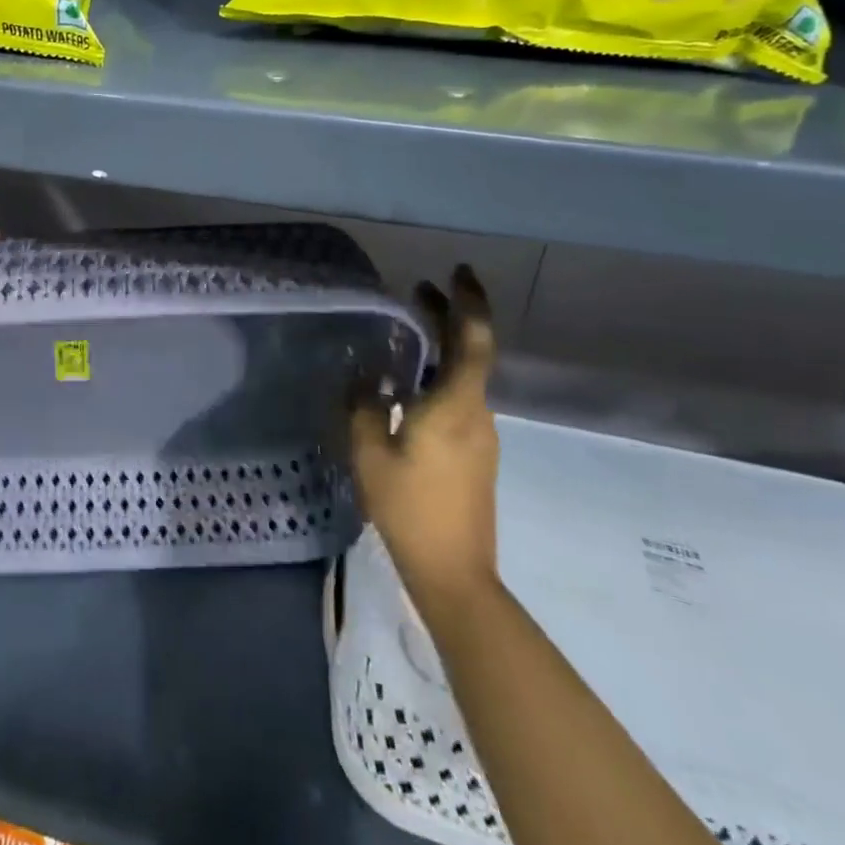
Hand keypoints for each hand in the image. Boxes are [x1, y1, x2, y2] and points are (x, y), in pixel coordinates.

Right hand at [350, 264, 499, 611]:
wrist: (455, 573)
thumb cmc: (411, 508)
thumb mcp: (370, 452)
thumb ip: (365, 405)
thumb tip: (368, 379)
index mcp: (455, 404)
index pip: (473, 339)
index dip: (469, 301)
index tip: (456, 271)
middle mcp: (476, 412)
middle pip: (470, 352)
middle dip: (449, 315)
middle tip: (420, 289)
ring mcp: (480, 434)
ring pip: (463, 376)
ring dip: (440, 347)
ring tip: (406, 334)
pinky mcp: (475, 453)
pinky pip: (457, 399)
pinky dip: (437, 376)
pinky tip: (406, 386)